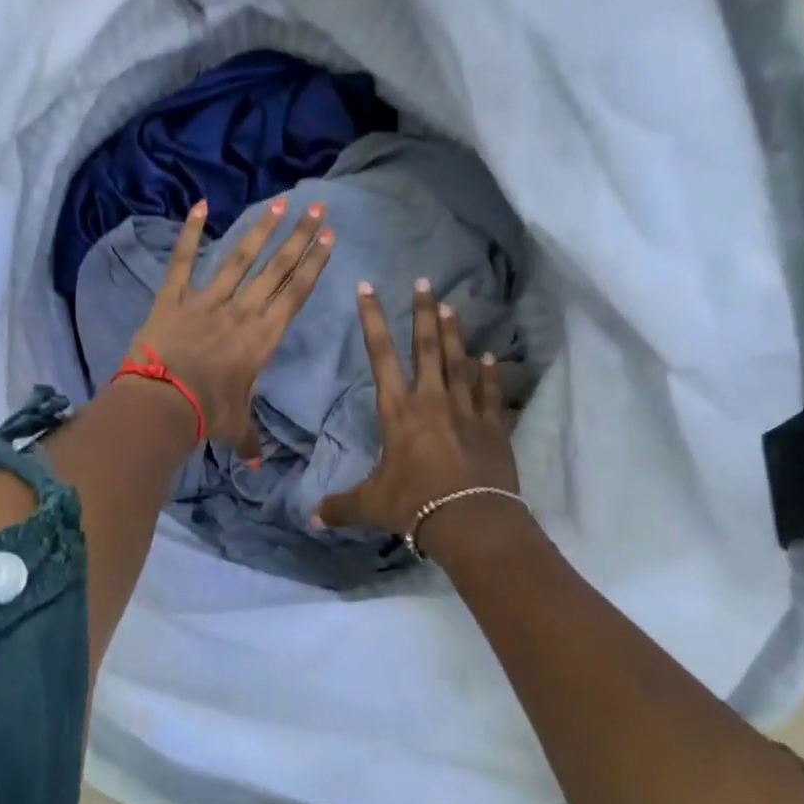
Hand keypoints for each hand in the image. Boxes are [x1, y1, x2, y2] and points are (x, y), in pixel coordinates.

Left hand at [127, 197, 334, 458]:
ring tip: (280, 202)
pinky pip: (183, 261)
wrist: (163, 403)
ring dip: (261, 229)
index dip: (313, 264)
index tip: (329, 238)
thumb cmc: (207, 415)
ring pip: (239, 258)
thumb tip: (257, 463)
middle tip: (317, 208)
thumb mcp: (235, 427)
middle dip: (299, 237)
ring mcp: (207, 300)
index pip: (295, 293)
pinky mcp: (173, 298)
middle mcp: (242, 311)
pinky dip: (190, 233)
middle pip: (276, 268)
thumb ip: (250, 440)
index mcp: (263, 337)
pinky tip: (200, 205)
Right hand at [314, 278, 518, 538]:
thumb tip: (310, 518)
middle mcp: (432, 401)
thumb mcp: (370, 506)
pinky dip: (490, 375)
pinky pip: (491, 394)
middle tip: (424, 283)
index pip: (381, 356)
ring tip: (452, 307)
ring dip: (455, 335)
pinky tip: (490, 358)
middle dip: (422, 313)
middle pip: (428, 347)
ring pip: (460, 363)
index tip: (368, 288)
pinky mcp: (493, 428)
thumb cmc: (413, 505)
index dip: (372, 320)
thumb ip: (340, 507)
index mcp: (398, 411)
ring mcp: (466, 411)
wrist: (469, 521)